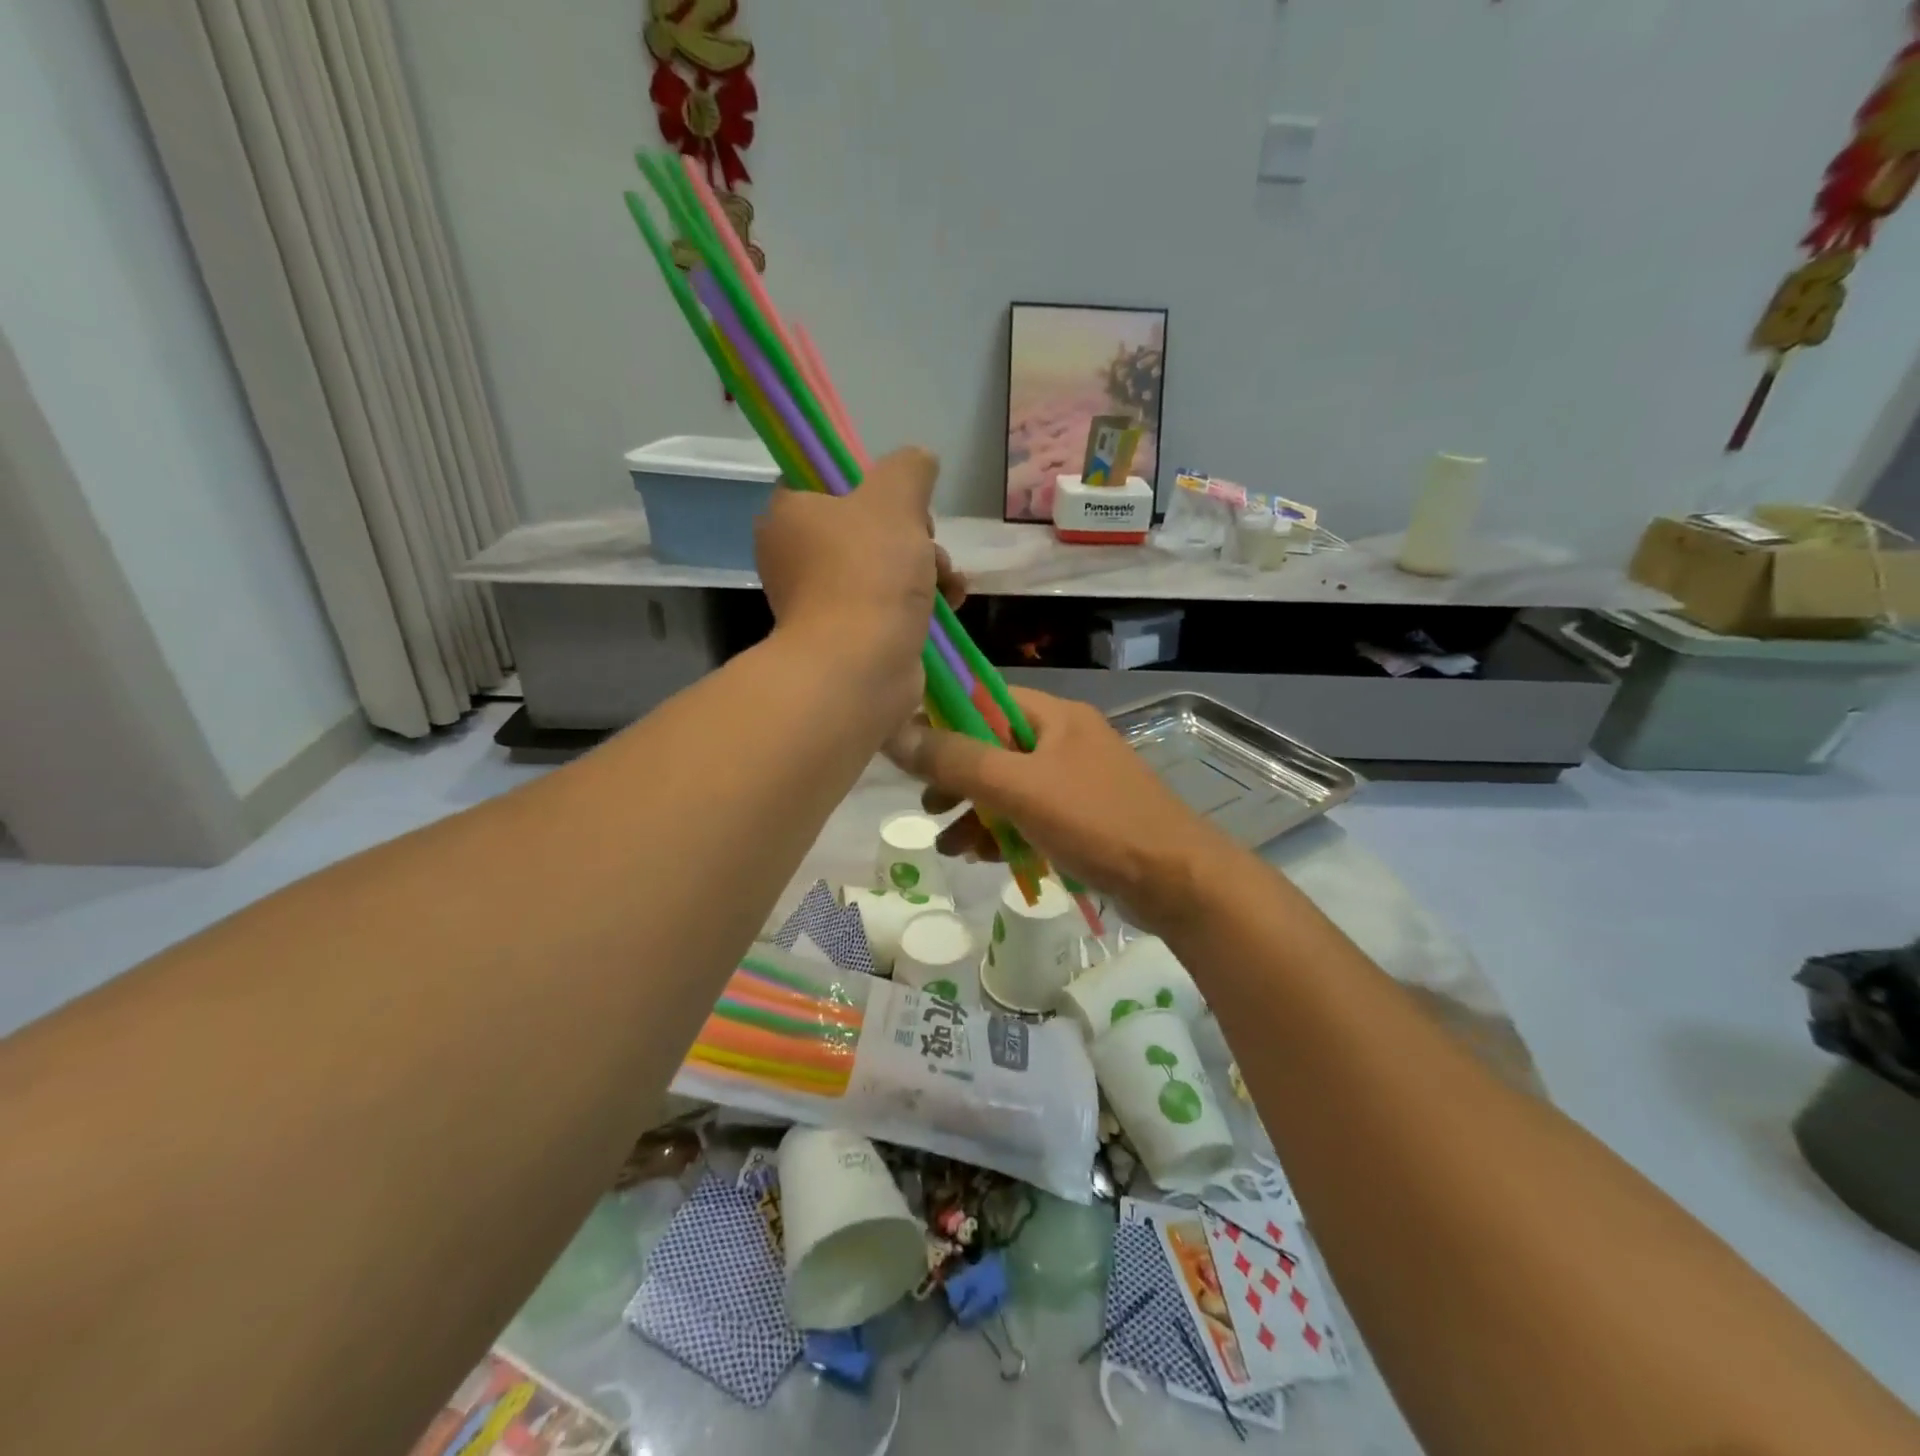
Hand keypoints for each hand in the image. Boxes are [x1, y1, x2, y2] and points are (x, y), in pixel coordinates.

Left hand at [755, 447, 963, 726]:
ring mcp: (821, 600)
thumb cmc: (868, 573)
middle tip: (929, 543)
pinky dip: (921, 601)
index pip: (827, 480)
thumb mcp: (895, 500)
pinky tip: (952, 604)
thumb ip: (909, 469)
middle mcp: (796, 556)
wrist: (860, 668)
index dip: (872, 483)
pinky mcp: (849, 635)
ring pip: (885, 565)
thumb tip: (920, 459)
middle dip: (914, 533)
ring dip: (927, 567)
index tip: (902, 499)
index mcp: (789, 514)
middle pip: (866, 525)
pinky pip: (889, 603)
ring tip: (950, 583)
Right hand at [887, 688, 1238, 933]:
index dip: (944, 718)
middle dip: (957, 779)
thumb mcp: (1020, 788)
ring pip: (1009, 788)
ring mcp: (1076, 782)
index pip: (985, 698)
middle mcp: (1065, 741)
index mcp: (1055, 717)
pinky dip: (1004, 833)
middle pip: (993, 748)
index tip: (909, 748)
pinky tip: (984, 859)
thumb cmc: (1097, 822)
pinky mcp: (1082, 820)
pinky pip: (1029, 817)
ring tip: (949, 847)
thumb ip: (957, 761)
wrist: (1176, 882)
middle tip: (928, 805)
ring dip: (976, 814)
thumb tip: (894, 734)